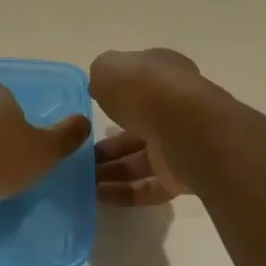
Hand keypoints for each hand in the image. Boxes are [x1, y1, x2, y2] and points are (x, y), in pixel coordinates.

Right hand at [90, 49, 208, 206]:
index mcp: (164, 73)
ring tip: (83, 181)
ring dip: (111, 171)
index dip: (114, 97)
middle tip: (80, 157)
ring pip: (141, 159)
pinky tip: (99, 197)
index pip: (138, 84)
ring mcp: (181, 143)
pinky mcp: (183, 176)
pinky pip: (150, 186)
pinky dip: (125, 193)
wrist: (186, 127)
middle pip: (137, 126)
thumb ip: (102, 76)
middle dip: (108, 144)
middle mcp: (176, 106)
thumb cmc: (145, 89)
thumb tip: (101, 87)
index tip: (88, 114)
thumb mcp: (109, 68)